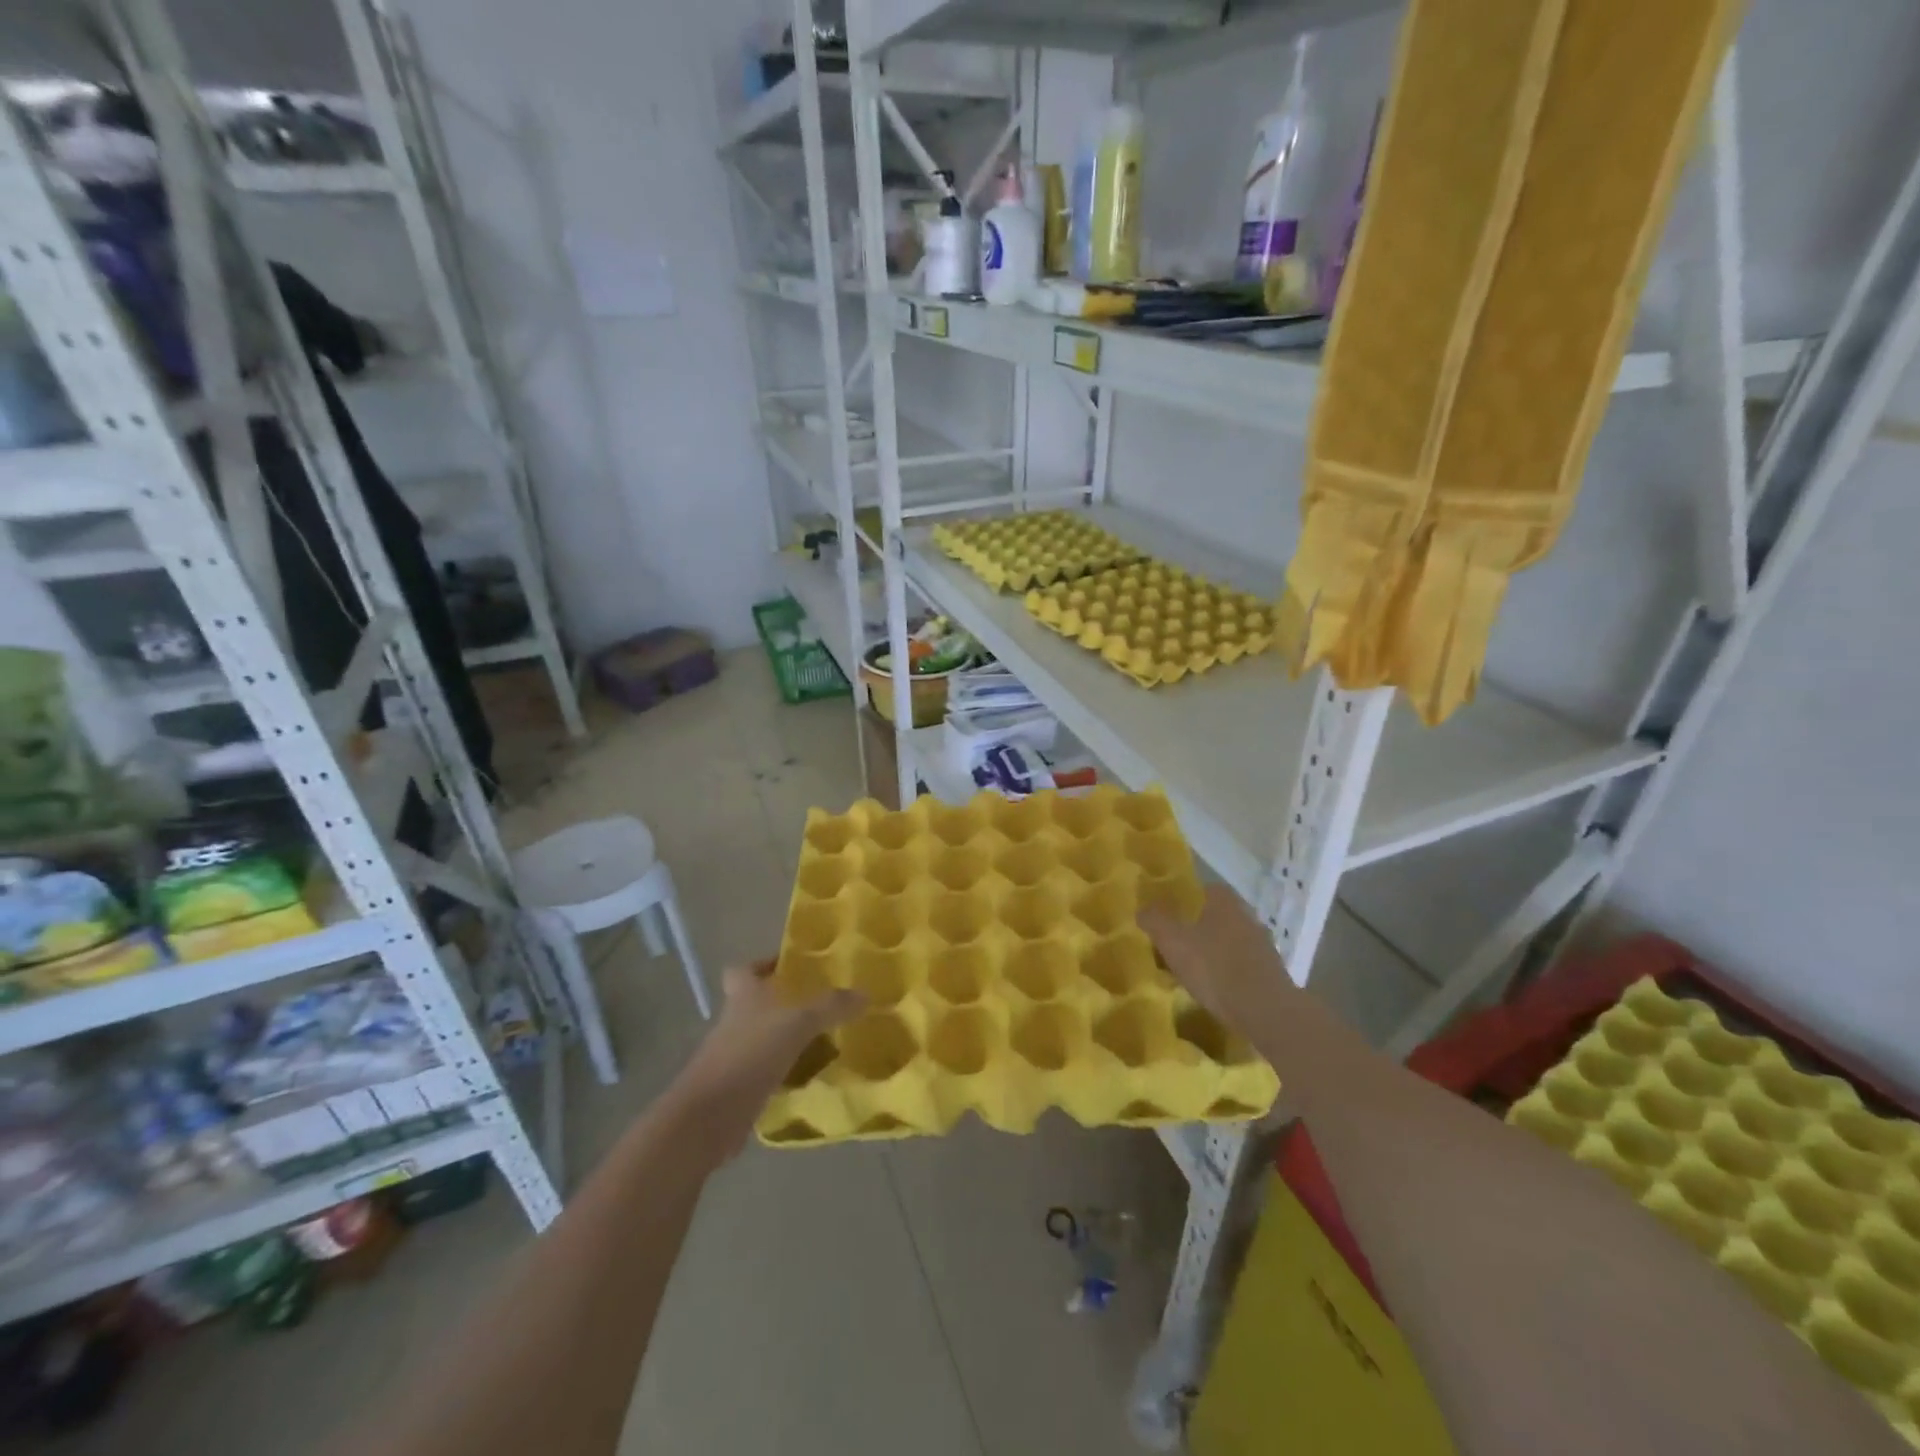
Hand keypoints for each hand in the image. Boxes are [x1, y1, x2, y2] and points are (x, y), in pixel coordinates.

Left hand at [669, 962, 862, 1160]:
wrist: (708, 1117)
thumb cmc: (750, 1054)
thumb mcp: (797, 1023)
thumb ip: (831, 1007)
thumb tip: (865, 994)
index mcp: (744, 995)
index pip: (744, 968)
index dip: (764, 964)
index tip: (792, 966)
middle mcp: (734, 1020)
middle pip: (757, 1003)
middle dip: (786, 1003)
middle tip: (822, 1004)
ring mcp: (733, 1055)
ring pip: (764, 1037)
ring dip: (788, 1038)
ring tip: (826, 1039)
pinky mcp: (737, 1087)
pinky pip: (767, 1070)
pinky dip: (786, 1071)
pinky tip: (812, 1075)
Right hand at [1139, 883, 1295, 1039]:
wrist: (1265, 1011)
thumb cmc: (1214, 967)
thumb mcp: (1172, 941)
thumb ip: (1155, 920)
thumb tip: (1143, 908)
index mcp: (1225, 902)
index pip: (1205, 889)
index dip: (1186, 900)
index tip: (1170, 915)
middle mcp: (1247, 917)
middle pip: (1218, 916)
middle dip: (1198, 927)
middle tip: (1176, 943)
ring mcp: (1263, 945)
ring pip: (1230, 941)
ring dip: (1214, 952)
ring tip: (1192, 970)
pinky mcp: (1270, 973)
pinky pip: (1241, 965)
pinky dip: (1227, 973)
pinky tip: (1214, 989)